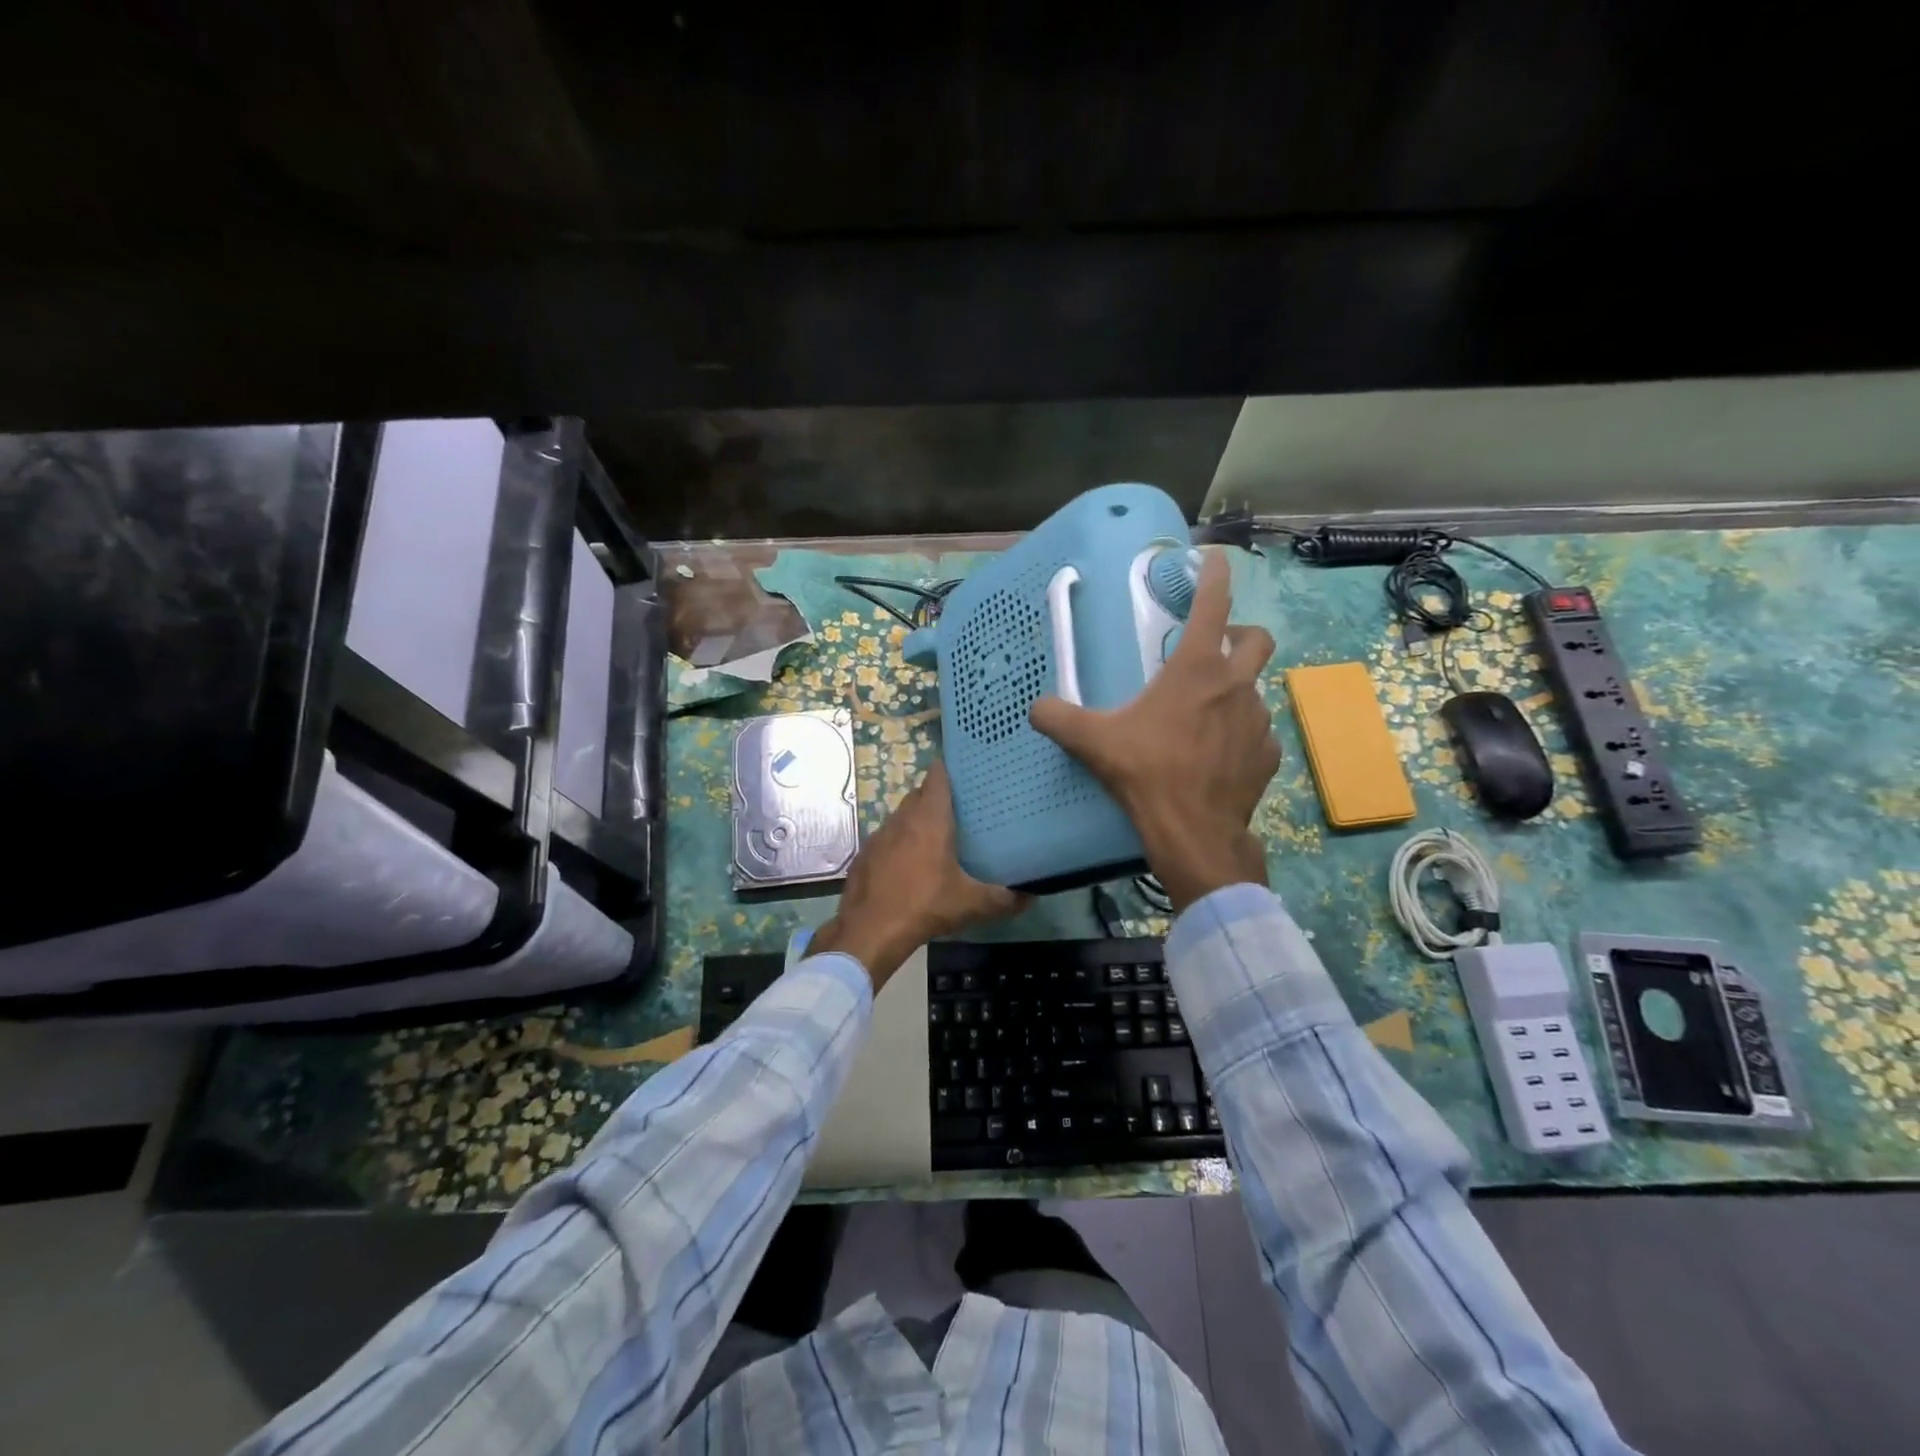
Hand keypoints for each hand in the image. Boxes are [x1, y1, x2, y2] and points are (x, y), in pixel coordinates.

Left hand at [810, 761, 1027, 990]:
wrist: (871, 929)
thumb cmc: (926, 905)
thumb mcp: (971, 904)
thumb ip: (1004, 899)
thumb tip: (1031, 896)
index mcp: (930, 819)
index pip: (937, 777)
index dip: (947, 770)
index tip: (961, 774)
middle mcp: (902, 819)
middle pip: (918, 795)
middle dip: (933, 798)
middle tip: (955, 811)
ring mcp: (879, 836)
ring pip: (899, 817)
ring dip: (914, 822)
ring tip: (932, 839)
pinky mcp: (864, 855)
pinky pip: (884, 840)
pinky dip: (895, 845)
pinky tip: (905, 866)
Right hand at [1030, 550, 1279, 911]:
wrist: (1194, 833)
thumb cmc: (1147, 774)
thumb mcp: (1095, 742)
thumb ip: (1059, 719)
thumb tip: (1034, 708)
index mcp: (1196, 670)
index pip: (1213, 605)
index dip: (1214, 575)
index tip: (1214, 558)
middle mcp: (1235, 686)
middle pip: (1256, 639)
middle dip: (1240, 635)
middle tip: (1213, 651)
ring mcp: (1258, 721)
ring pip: (1254, 690)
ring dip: (1234, 692)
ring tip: (1205, 717)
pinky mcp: (1267, 755)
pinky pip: (1257, 734)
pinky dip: (1240, 735)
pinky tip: (1218, 757)